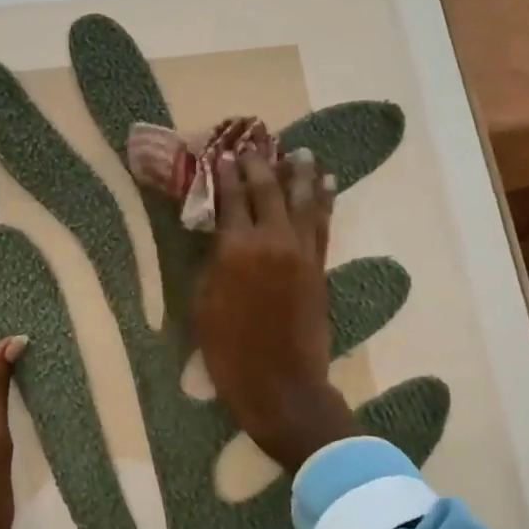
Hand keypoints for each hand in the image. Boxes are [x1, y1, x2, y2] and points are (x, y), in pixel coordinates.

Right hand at [194, 145, 356, 472]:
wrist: (281, 384)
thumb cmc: (228, 350)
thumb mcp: (202, 306)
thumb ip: (211, 264)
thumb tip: (218, 237)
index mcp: (236, 249)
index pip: (230, 199)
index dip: (225, 174)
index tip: (223, 153)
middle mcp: (272, 241)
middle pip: (268, 191)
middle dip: (260, 164)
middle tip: (255, 144)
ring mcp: (301, 253)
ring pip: (303, 202)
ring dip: (300, 174)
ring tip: (300, 152)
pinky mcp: (319, 268)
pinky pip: (323, 225)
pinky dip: (324, 202)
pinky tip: (326, 185)